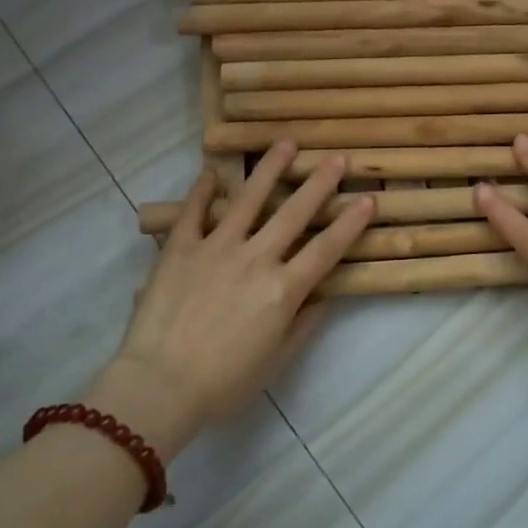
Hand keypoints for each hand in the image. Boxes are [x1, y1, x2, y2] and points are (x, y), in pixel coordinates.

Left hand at [91, 143, 373, 455]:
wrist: (159, 385)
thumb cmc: (223, 383)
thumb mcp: (276, 361)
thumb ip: (304, 324)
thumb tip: (325, 295)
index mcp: (282, 289)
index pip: (326, 249)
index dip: (350, 223)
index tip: (368, 199)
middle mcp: (256, 258)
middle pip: (295, 213)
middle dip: (320, 183)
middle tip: (337, 158)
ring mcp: (217, 247)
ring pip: (249, 199)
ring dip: (270, 169)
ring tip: (285, 142)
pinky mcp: (181, 248)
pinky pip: (194, 211)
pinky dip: (204, 190)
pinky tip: (213, 172)